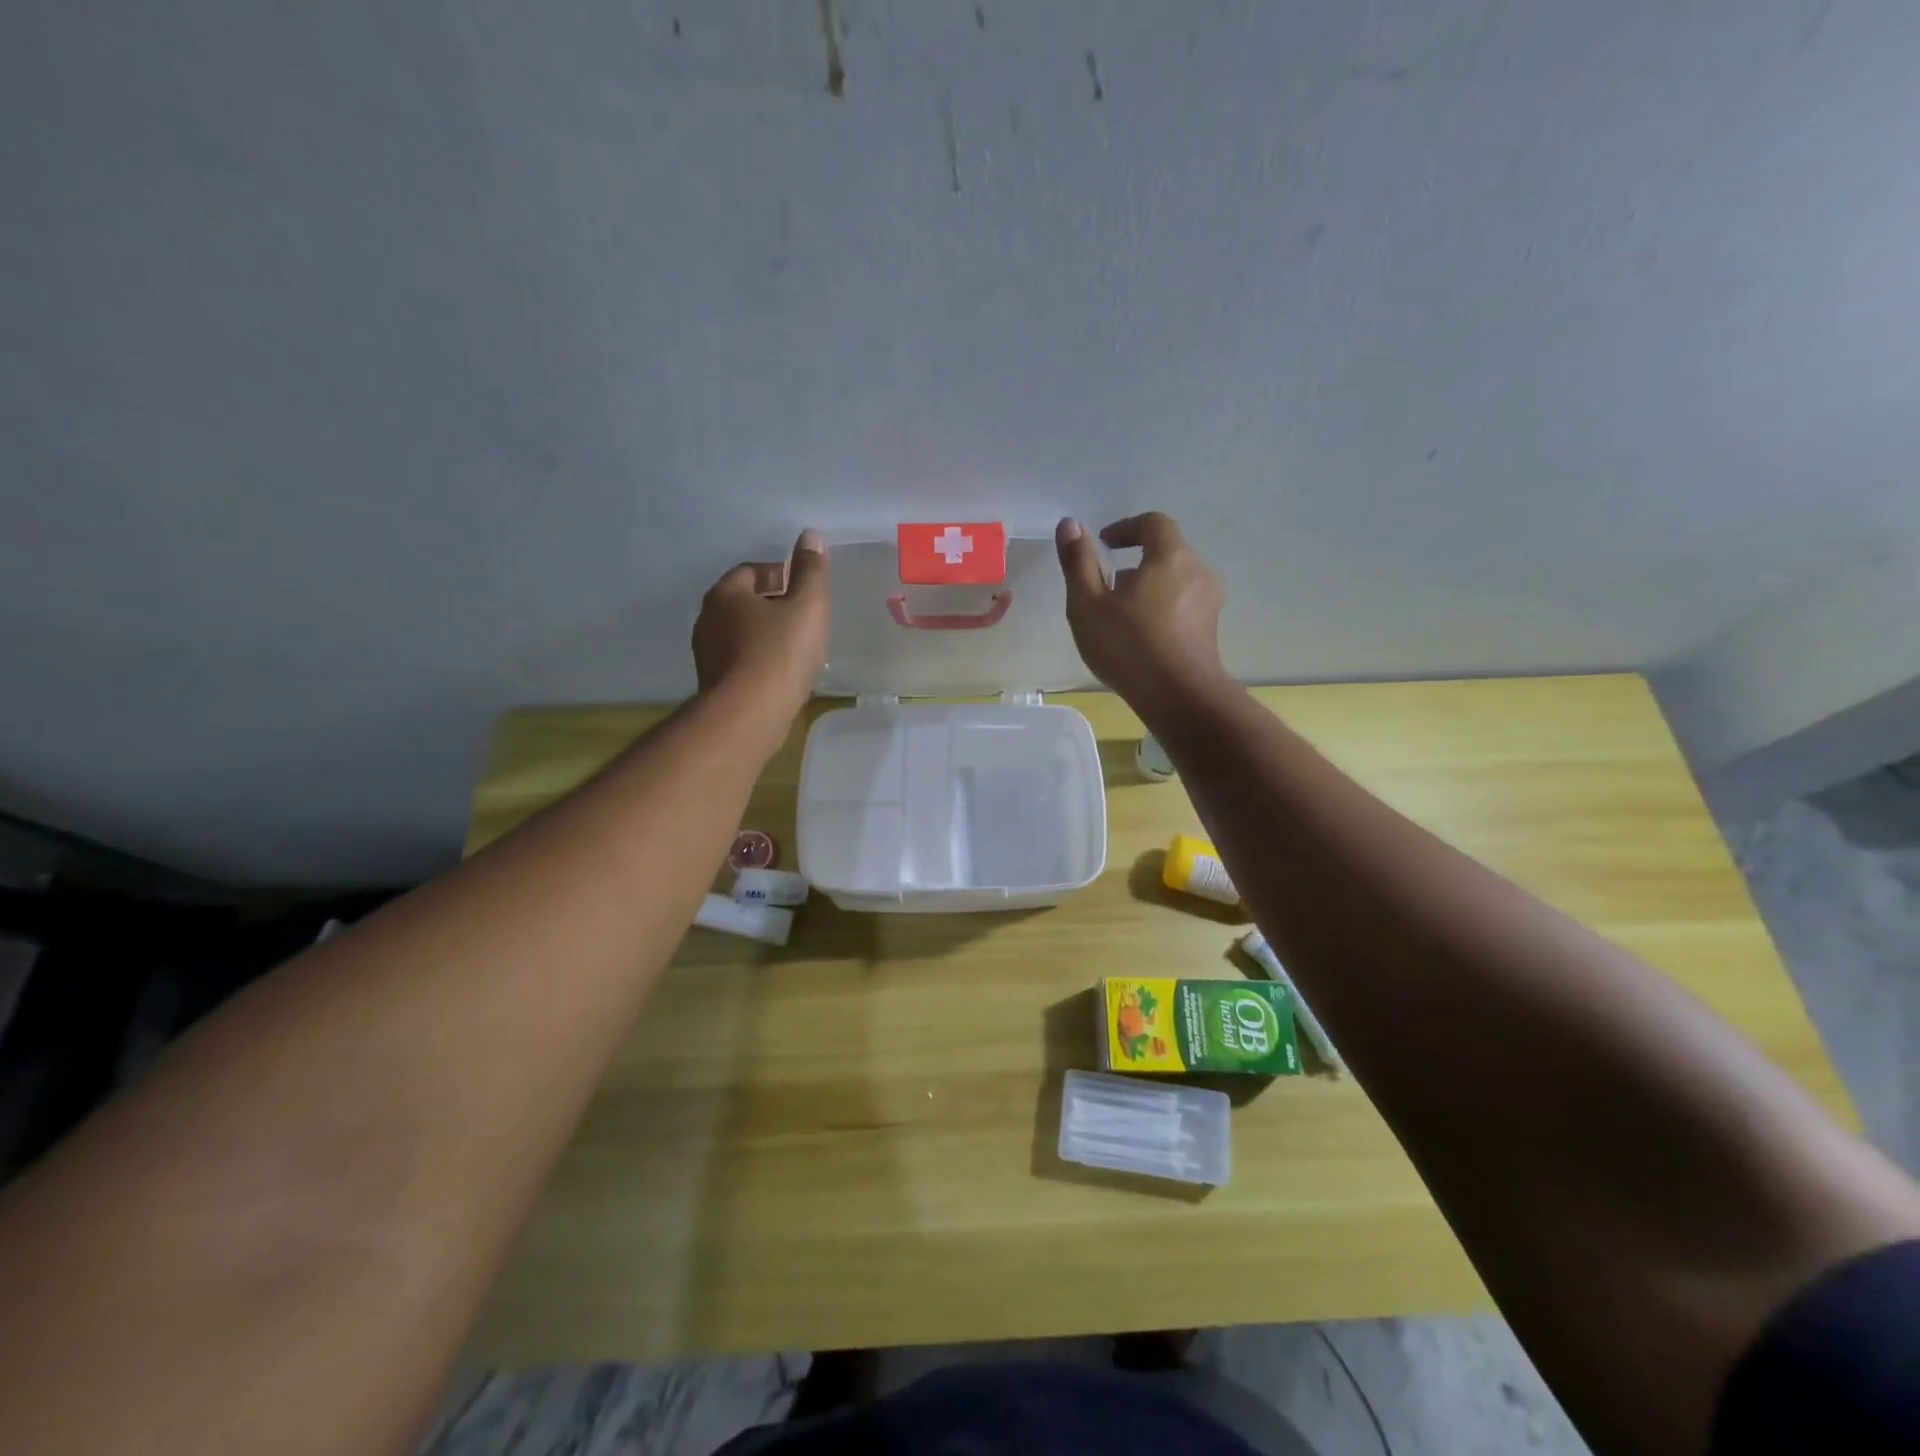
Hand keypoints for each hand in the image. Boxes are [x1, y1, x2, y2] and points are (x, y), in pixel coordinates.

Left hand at [693, 530, 829, 723]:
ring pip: (743, 634)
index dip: (781, 576)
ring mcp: (707, 654)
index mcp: (726, 593)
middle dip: (774, 607)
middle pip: (745, 603)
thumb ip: (811, 571)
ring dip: (767, 637)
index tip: (805, 592)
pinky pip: (741, 662)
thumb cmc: (779, 653)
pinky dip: (761, 662)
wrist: (748, 715)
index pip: (752, 571)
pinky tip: (783, 676)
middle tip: (805, 620)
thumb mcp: (807, 606)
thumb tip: (810, 537)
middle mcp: (708, 619)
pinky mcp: (714, 684)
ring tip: (797, 650)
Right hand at [1056, 513, 1226, 715]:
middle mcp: (1198, 572)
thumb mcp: (1088, 605)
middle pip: (1166, 551)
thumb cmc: (1129, 646)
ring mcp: (1209, 603)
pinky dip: (1161, 607)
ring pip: (1175, 580)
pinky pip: (1183, 604)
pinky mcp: (1210, 630)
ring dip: (1148, 586)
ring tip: (1120, 614)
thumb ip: (1078, 562)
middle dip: (1135, 560)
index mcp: (1170, 557)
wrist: (1180, 698)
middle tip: (1106, 584)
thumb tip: (1069, 523)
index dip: (1126, 527)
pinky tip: (1141, 636)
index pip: (1153, 523)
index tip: (1103, 544)